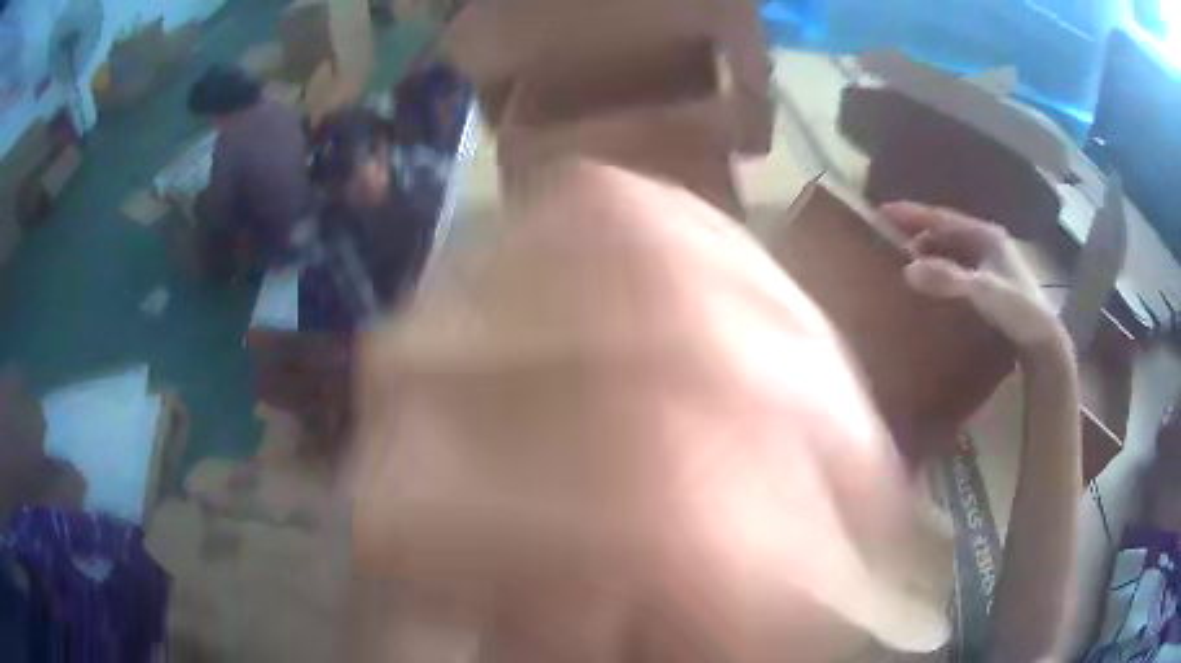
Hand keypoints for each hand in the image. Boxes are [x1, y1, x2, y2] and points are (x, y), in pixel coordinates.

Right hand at [879, 201, 1068, 356]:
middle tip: (893, 241)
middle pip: (947, 232)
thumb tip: (908, 269)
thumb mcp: (981, 292)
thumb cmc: (1017, 310)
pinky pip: (962, 267)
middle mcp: (989, 242)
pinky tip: (937, 283)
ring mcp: (994, 262)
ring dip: (933, 253)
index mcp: (985, 235)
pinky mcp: (996, 282)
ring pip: (955, 250)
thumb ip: (947, 279)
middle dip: (920, 234)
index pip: (942, 217)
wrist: (1045, 341)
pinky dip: (945, 269)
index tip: (883, 211)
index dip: (913, 214)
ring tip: (910, 263)